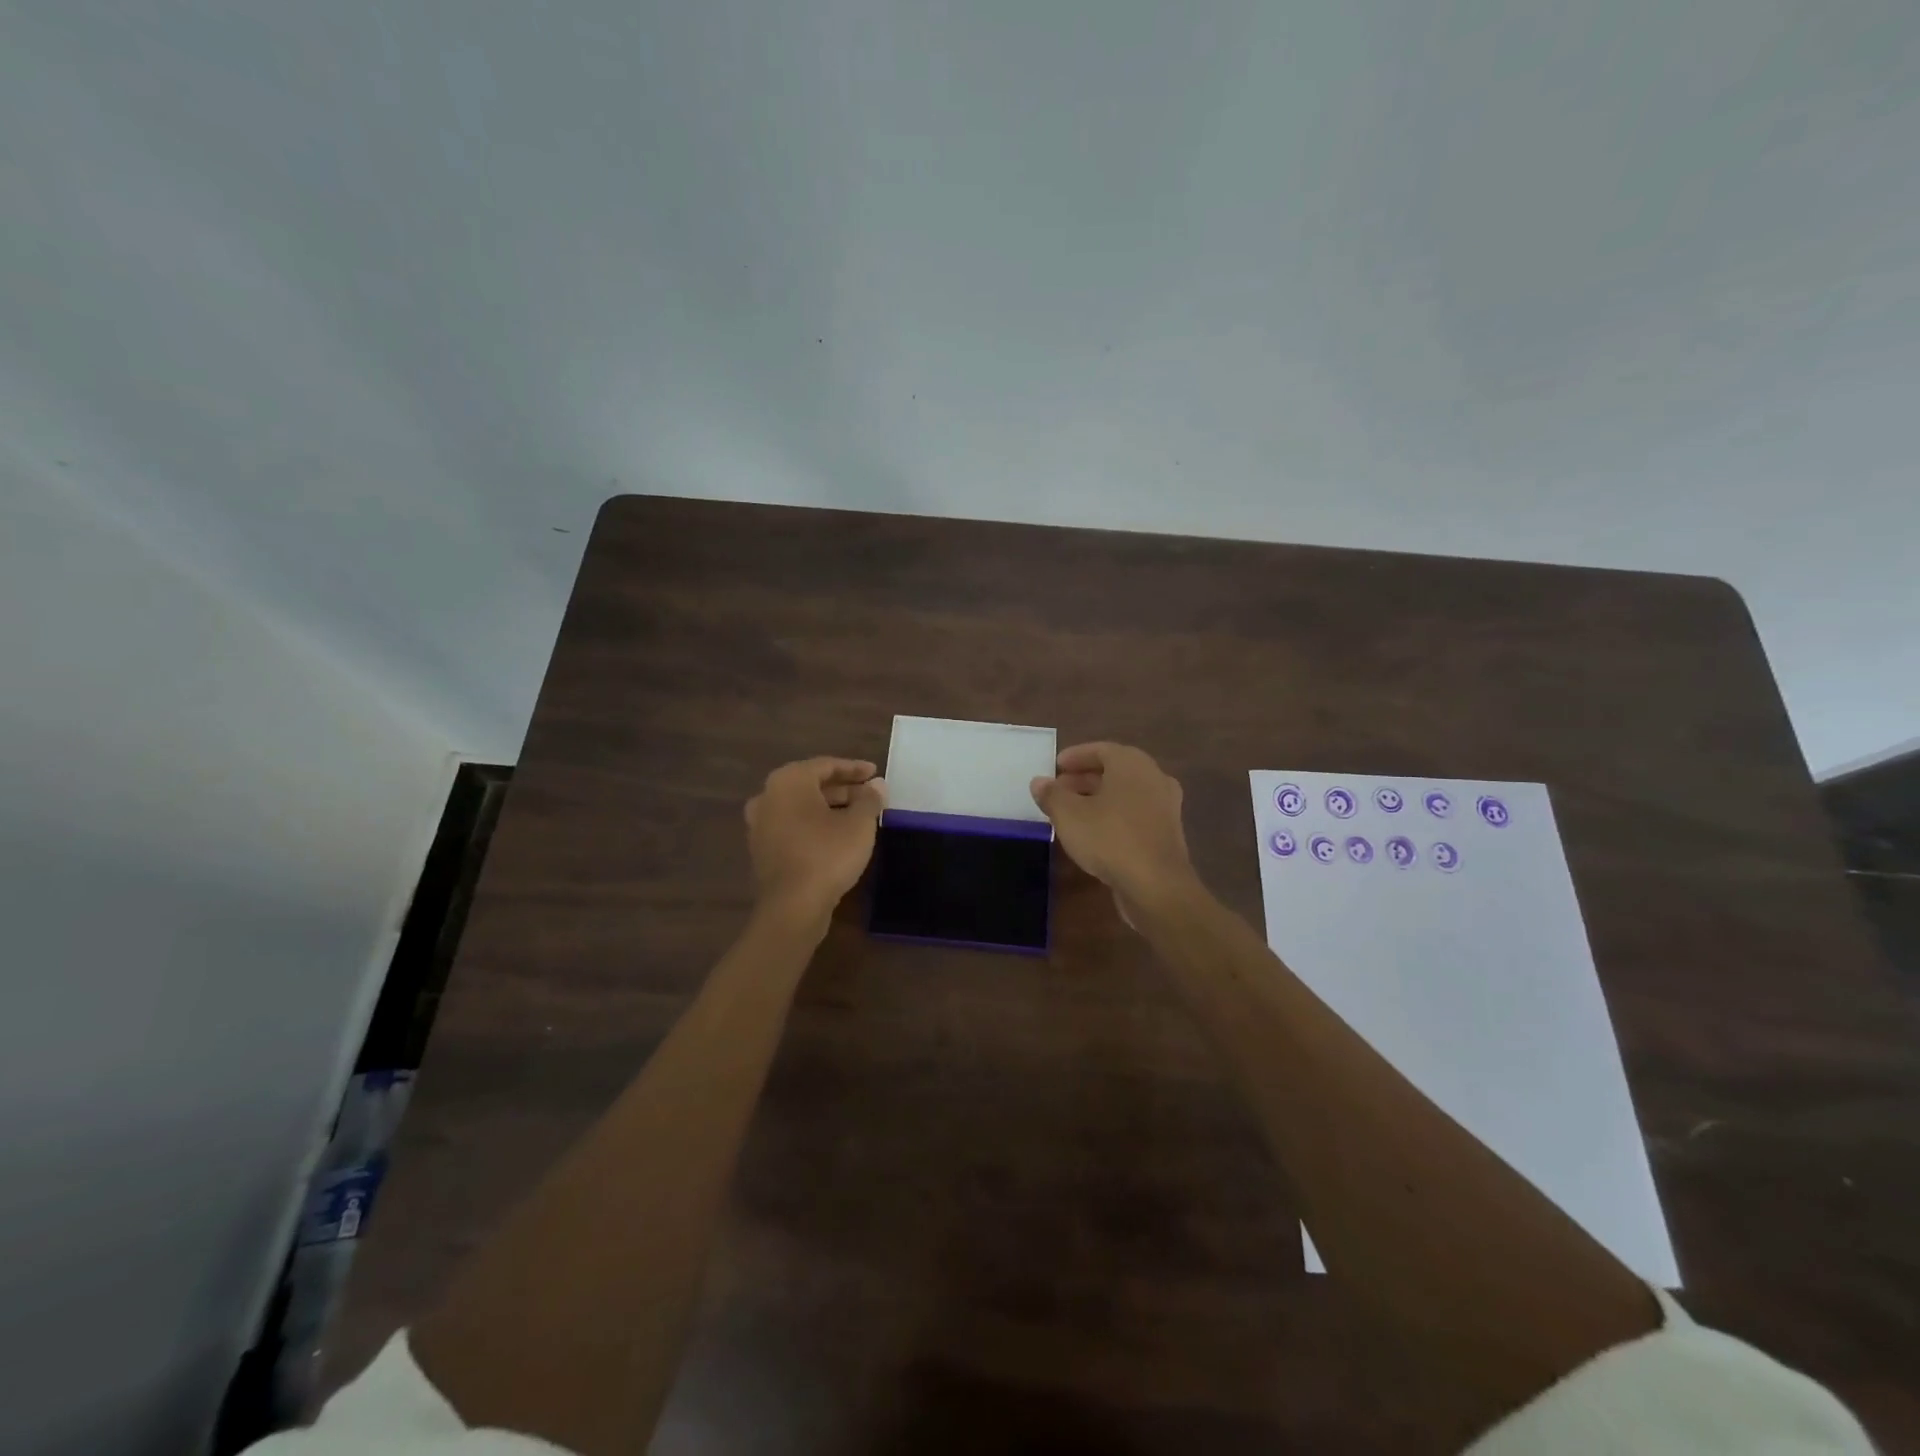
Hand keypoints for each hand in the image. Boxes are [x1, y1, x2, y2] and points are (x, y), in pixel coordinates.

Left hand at [745, 757, 886, 923]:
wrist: (793, 905)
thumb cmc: (828, 854)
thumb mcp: (859, 824)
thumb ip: (869, 799)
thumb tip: (876, 785)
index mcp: (788, 781)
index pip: (826, 765)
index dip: (854, 768)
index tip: (875, 773)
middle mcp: (768, 796)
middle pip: (811, 785)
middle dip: (843, 789)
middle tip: (870, 795)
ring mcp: (760, 824)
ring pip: (801, 807)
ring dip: (829, 807)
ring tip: (858, 815)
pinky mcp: (762, 849)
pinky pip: (792, 826)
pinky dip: (814, 824)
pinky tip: (836, 835)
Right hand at [1030, 742, 1198, 916]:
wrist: (1156, 885)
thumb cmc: (1110, 838)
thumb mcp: (1069, 815)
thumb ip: (1051, 795)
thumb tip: (1039, 782)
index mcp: (1132, 763)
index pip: (1100, 749)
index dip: (1075, 756)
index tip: (1055, 766)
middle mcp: (1153, 777)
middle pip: (1114, 770)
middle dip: (1084, 778)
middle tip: (1059, 789)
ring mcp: (1165, 805)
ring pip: (1125, 793)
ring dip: (1099, 798)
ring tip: (1071, 812)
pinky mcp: (1167, 832)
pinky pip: (1135, 814)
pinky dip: (1114, 815)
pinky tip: (1095, 833)